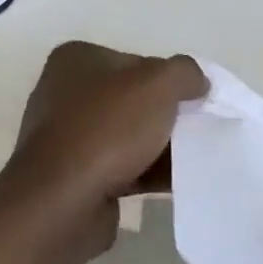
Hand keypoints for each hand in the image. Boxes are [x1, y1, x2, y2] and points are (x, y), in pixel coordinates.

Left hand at [5, 41, 206, 217]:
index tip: (194, 100)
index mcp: (76, 60)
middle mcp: (65, 94)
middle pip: (135, 100)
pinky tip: (180, 182)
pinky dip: (150, 172)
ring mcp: (68, 138)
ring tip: (197, 157)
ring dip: (162, 146)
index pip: (138, 62)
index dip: (170, 80)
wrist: (62, 203)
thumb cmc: (107, 130)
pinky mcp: (75, 177)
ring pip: (131, 136)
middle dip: (169, 115)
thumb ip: (185, 72)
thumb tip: (198, 83)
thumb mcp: (159, 84)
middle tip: (200, 128)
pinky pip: (123, 168)